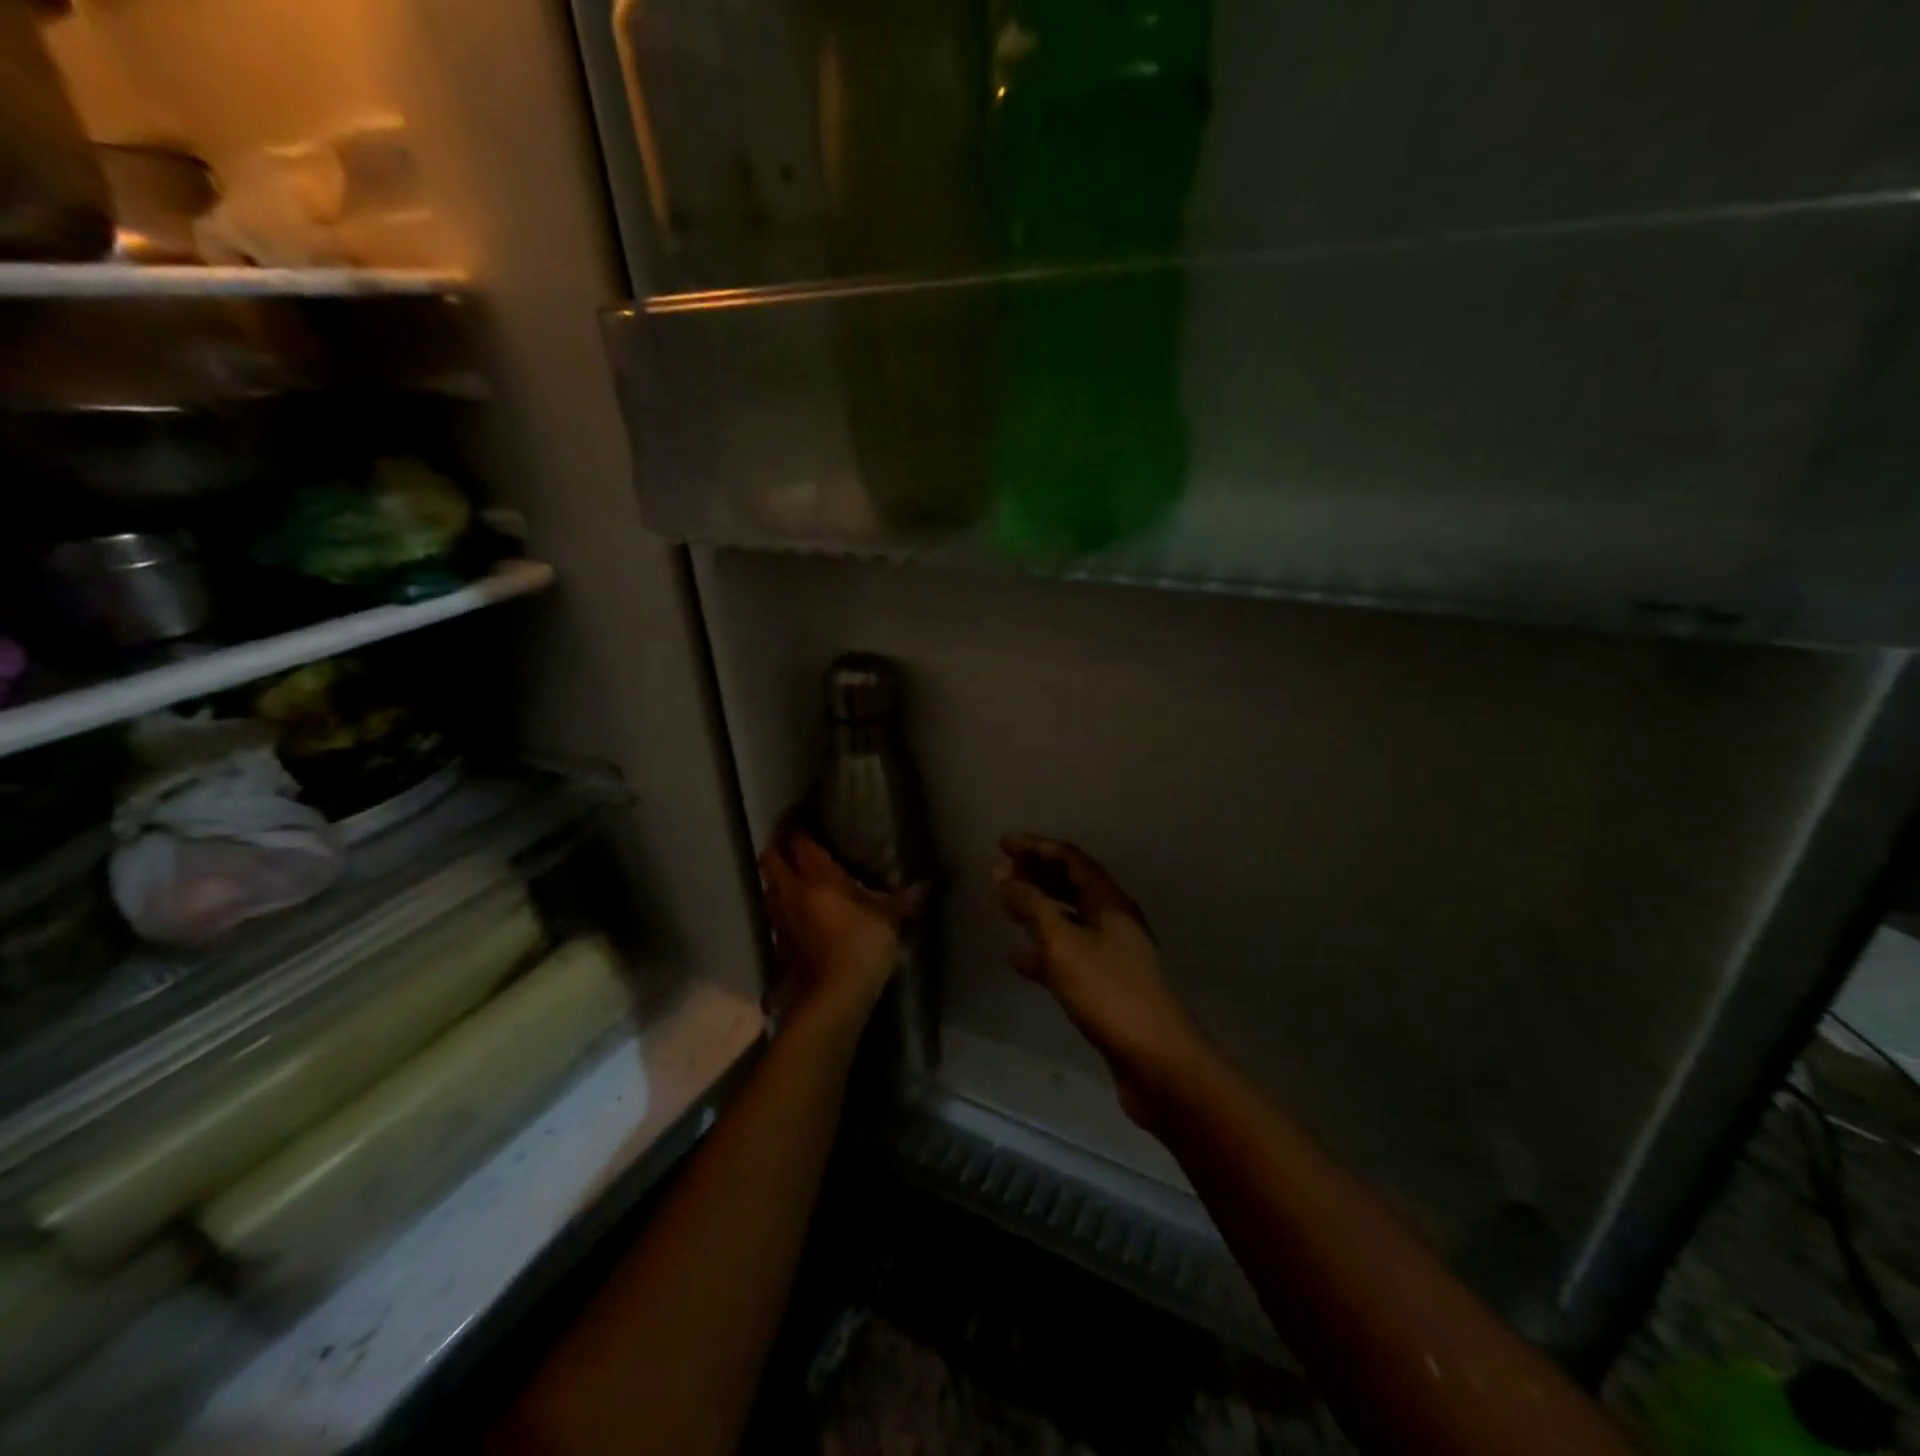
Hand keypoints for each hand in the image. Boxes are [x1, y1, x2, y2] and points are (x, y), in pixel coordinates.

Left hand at [759, 819, 921, 1026]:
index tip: (803, 814)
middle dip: (778, 845)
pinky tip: (797, 907)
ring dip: (776, 874)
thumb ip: (904, 900)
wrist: (833, 995)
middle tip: (793, 839)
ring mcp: (780, 917)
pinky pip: (774, 910)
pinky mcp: (778, 941)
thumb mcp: (889, 919)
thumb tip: (927, 885)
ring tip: (792, 871)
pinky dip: (781, 902)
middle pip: (771, 858)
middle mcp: (791, 891)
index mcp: (817, 877)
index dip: (798, 825)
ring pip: (768, 884)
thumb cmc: (862, 945)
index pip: (799, 842)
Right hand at [994, 834, 1206, 1125]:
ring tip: (1005, 904)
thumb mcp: (1063, 944)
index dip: (1037, 847)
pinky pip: (1067, 955)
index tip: (1003, 842)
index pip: (1071, 860)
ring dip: (1037, 908)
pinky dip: (1042, 949)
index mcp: (1110, 902)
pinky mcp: (1104, 985)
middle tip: (1000, 869)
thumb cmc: (1108, 991)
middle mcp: (1113, 921)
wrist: (1153, 1059)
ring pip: (1068, 919)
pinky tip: (1017, 956)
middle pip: (1071, 885)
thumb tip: (1004, 876)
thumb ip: (1032, 906)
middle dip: (1036, 874)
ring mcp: (1110, 954)